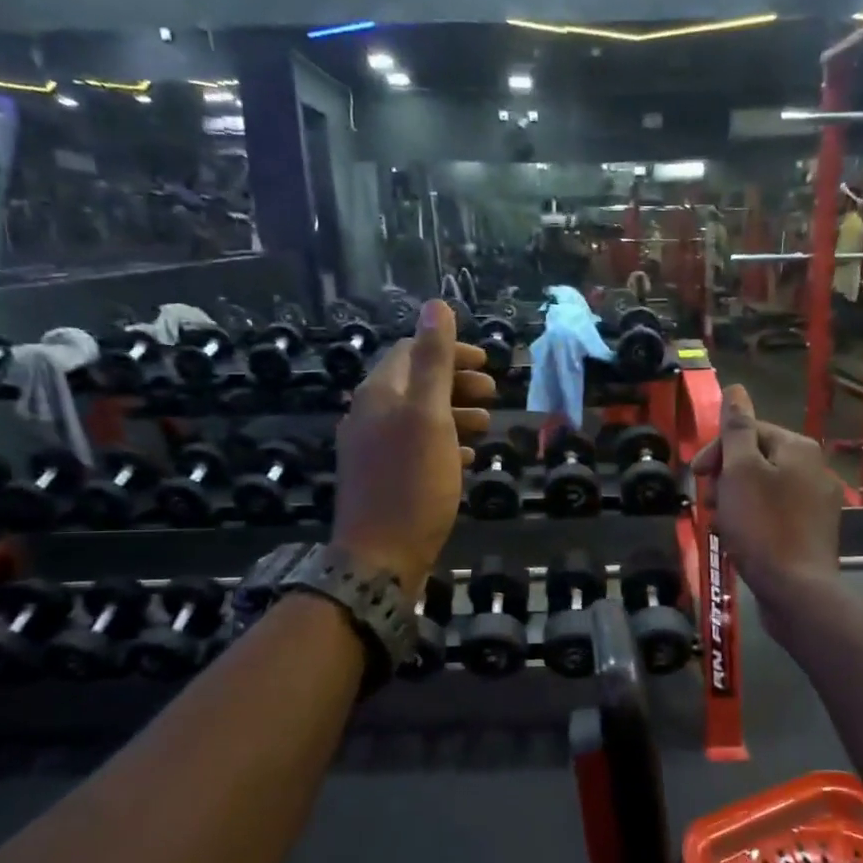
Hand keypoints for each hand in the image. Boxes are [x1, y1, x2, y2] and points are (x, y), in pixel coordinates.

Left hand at [332, 301, 493, 596]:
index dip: (449, 351)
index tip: (487, 363)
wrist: (380, 557)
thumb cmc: (411, 482)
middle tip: (493, 393)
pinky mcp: (383, 479)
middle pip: (415, 384)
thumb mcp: (429, 415)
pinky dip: (443, 444)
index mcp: (378, 394)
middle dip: (455, 383)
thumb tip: (434, 306)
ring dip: (453, 414)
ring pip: (418, 418)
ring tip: (486, 425)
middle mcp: (369, 416)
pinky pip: (415, 449)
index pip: (410, 352)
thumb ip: (433, 361)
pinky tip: (465, 456)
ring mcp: (373, 450)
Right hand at [690, 384, 840, 628]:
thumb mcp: (741, 471)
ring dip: (735, 501)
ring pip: (762, 489)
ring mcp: (817, 504)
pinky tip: (738, 540)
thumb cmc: (762, 526)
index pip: (749, 431)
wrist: (796, 590)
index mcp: (799, 448)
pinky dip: (752, 521)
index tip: (696, 475)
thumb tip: (736, 389)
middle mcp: (814, 469)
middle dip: (725, 478)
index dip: (717, 450)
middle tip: (709, 504)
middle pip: (756, 459)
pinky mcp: (812, 533)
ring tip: (720, 525)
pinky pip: (774, 514)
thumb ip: (737, 429)